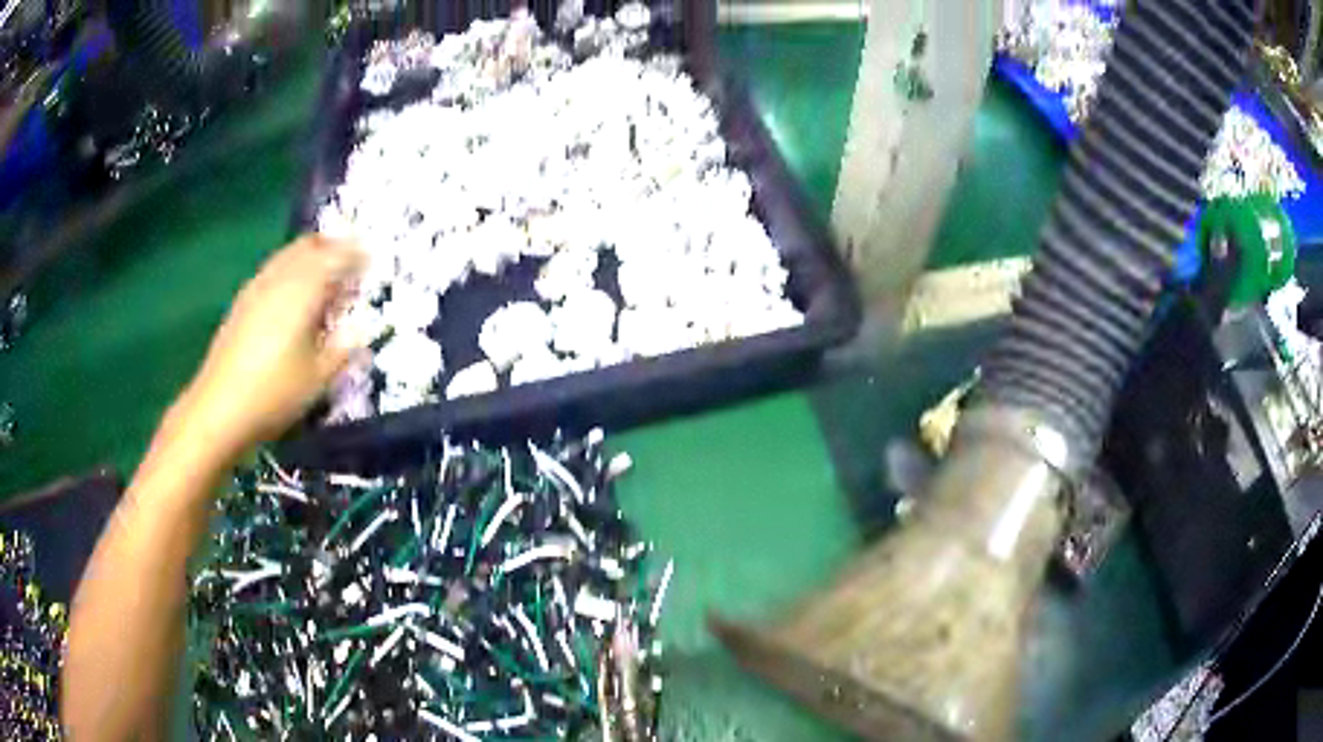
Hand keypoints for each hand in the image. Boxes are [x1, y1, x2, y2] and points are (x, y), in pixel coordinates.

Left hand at [176, 235, 366, 456]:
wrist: (219, 409)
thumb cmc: (274, 394)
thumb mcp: (319, 378)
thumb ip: (344, 348)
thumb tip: (363, 329)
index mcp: (304, 289)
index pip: (337, 256)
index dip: (357, 255)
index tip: (373, 261)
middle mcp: (280, 278)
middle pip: (310, 246)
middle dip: (332, 248)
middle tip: (350, 265)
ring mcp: (257, 287)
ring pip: (288, 255)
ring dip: (309, 258)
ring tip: (323, 280)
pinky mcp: (242, 303)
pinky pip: (273, 271)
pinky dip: (290, 272)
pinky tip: (292, 298)